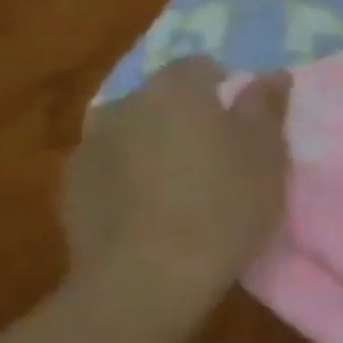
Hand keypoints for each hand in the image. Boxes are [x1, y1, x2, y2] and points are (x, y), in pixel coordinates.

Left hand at [62, 58, 290, 298]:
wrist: (149, 276)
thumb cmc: (225, 207)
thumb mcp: (267, 156)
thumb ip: (266, 108)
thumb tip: (271, 73)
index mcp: (177, 92)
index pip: (199, 66)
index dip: (224, 87)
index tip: (243, 119)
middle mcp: (125, 105)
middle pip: (161, 98)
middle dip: (186, 117)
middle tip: (218, 154)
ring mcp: (90, 145)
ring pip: (131, 131)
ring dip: (154, 145)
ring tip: (180, 184)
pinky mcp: (71, 185)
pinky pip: (109, 166)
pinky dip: (129, 177)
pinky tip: (150, 209)